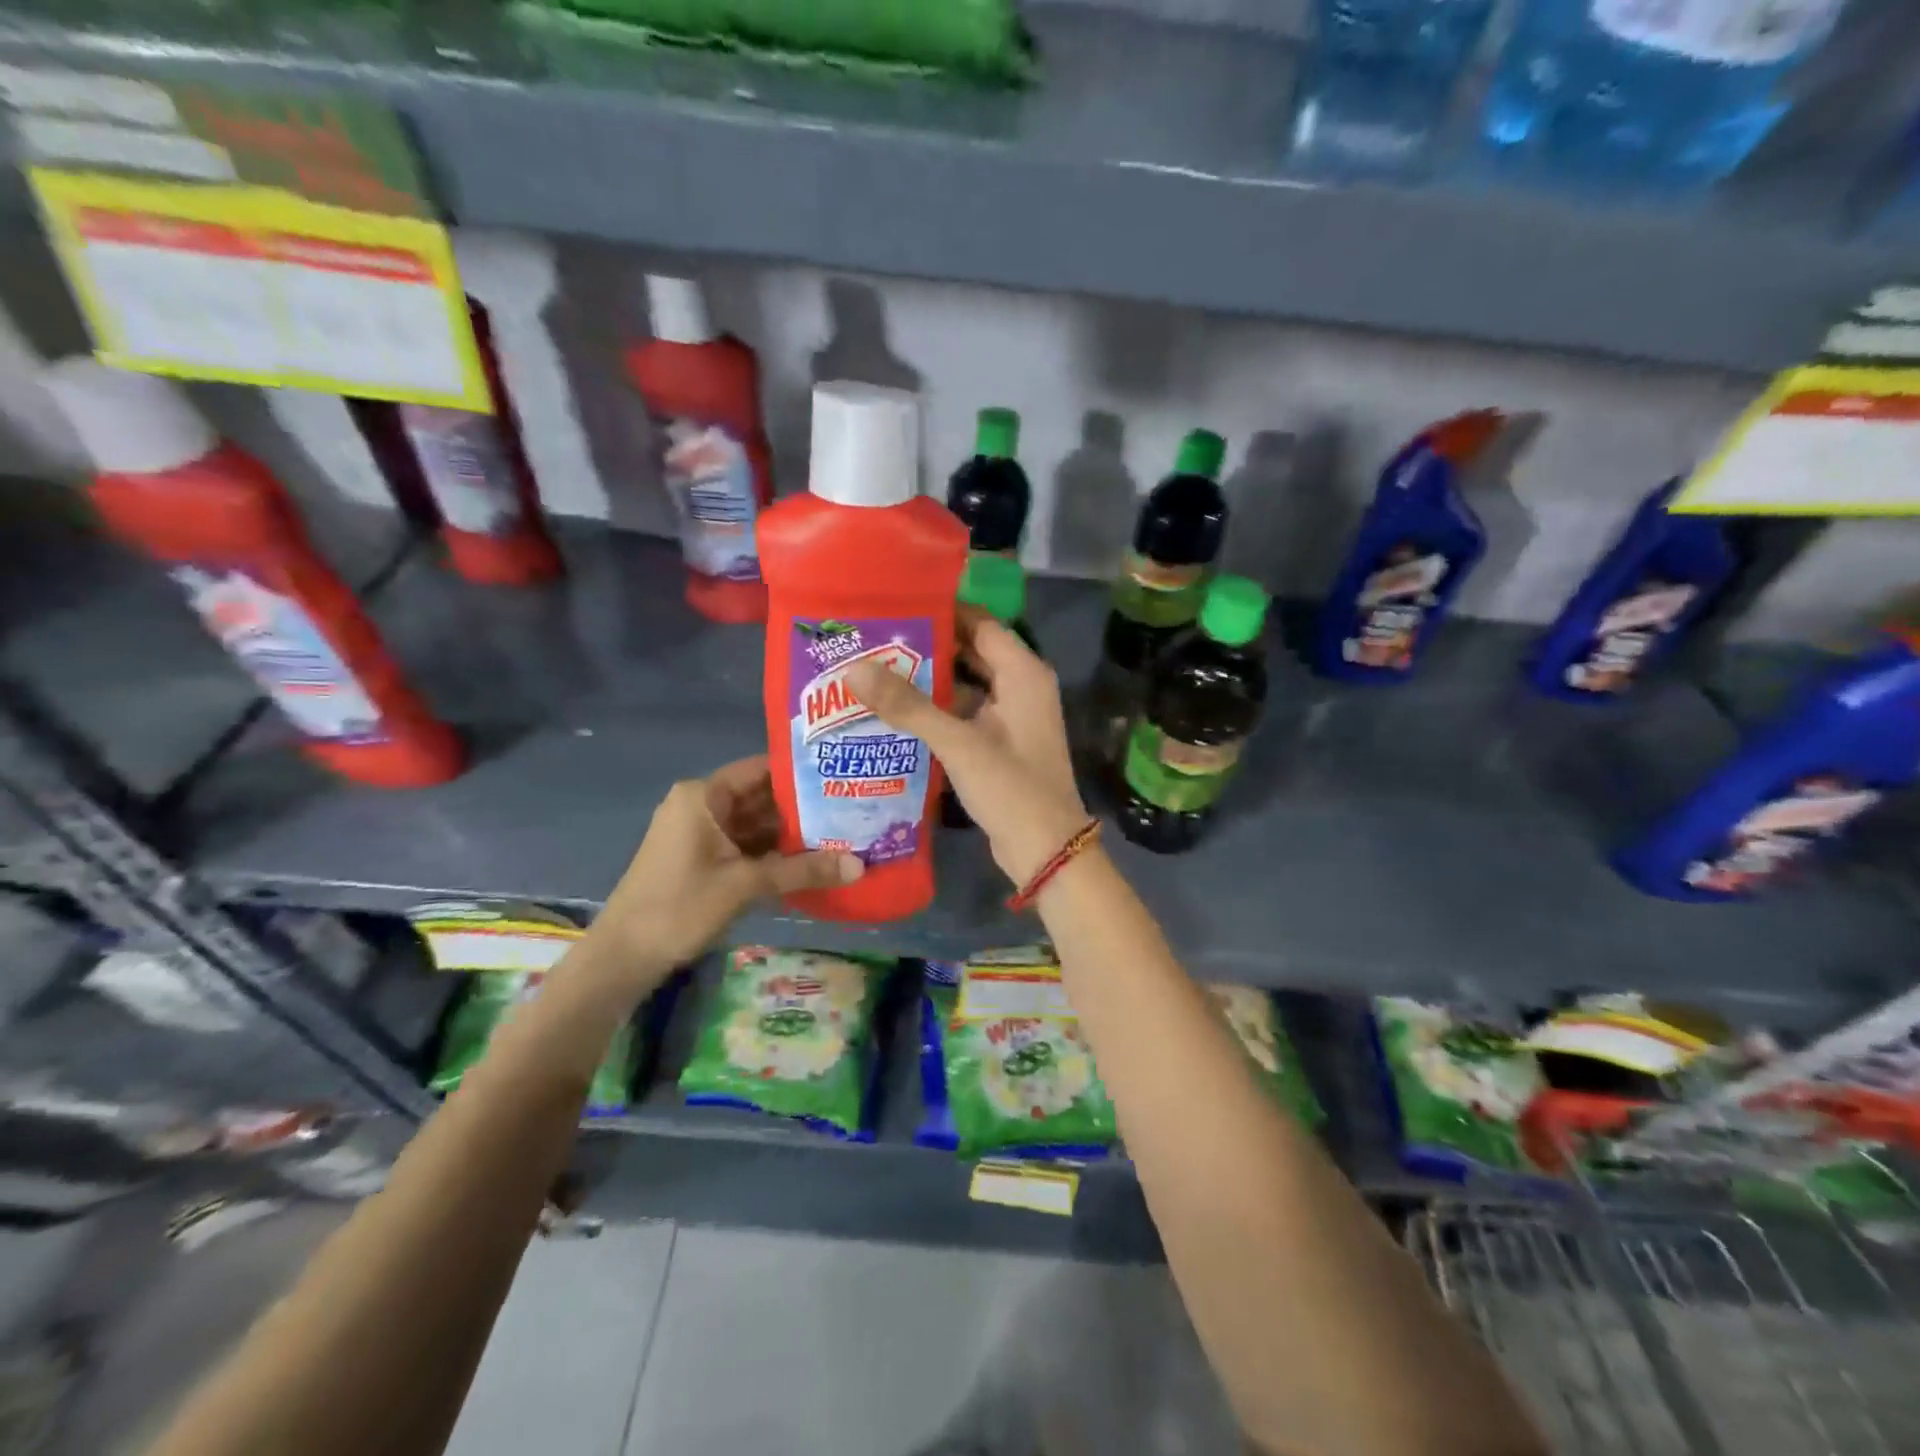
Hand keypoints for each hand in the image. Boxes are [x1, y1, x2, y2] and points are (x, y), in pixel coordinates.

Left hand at [597, 756, 861, 972]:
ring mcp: (700, 833)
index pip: (762, 768)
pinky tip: (811, 859)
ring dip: (792, 832)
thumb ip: (803, 870)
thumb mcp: (746, 885)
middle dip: (804, 806)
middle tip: (853, 807)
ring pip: (756, 824)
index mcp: (704, 795)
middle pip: (761, 796)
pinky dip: (773, 852)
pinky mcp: (702, 858)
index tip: (842, 774)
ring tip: (843, 832)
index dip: (802, 771)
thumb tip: (860, 866)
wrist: (623, 957)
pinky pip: (745, 845)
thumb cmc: (680, 906)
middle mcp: (702, 805)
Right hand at [849, 616, 1090, 886]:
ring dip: (929, 680)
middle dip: (927, 646)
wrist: (1046, 850)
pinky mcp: (1000, 744)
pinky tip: (897, 712)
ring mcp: (1011, 717)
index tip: (895, 605)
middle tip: (876, 637)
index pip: (979, 622)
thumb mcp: (958, 743)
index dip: (940, 611)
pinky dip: (937, 710)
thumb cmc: (1011, 788)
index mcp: (1022, 673)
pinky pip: (965, 714)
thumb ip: (908, 705)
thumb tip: (853, 668)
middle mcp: (1020, 687)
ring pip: (965, 685)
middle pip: (970, 652)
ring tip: (876, 668)